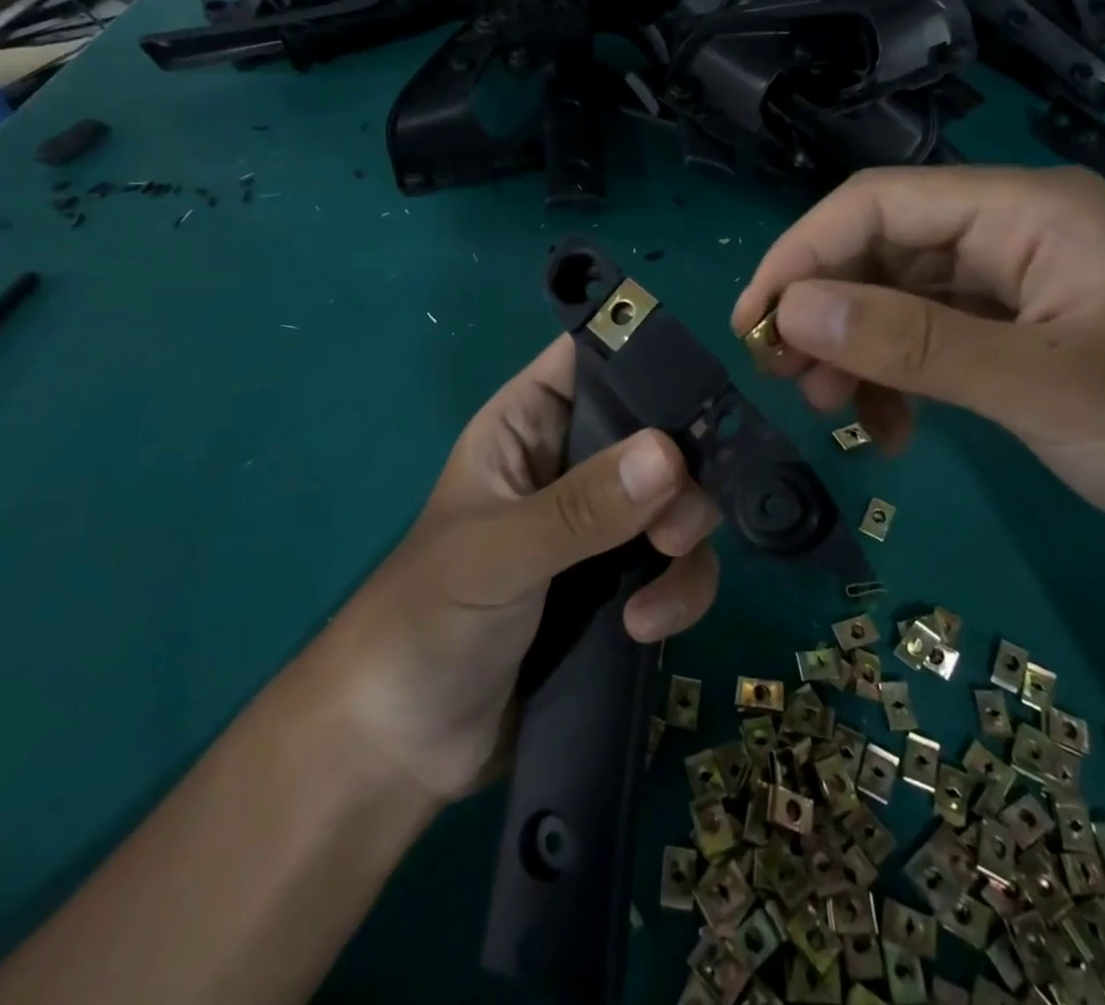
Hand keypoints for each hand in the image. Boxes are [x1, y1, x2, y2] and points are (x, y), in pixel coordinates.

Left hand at [321, 336, 720, 801]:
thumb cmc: (426, 621)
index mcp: (526, 426)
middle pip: (656, 431)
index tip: (701, 390)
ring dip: (685, 540)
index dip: (644, 358)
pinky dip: (679, 591)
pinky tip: (645, 629)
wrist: (403, 745)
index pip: (591, 359)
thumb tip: (669, 454)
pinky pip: (677, 565)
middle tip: (677, 523)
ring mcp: (600, 527)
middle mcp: (571, 464)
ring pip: (677, 500)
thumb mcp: (498, 554)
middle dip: (683, 472)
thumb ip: (580, 508)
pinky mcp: (621, 585)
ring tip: (659, 584)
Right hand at [731, 166, 1104, 588]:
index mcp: (1025, 211)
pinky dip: (902, 382)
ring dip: (857, 350)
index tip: (752, 324)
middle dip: (823, 310)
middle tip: (782, 378)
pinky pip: (938, 346)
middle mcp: (1016, 236)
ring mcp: (1024, 293)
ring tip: (832, 412)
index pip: (876, 204)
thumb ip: (913, 344)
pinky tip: (893, 432)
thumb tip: (791, 314)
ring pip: (904, 303)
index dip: (802, 256)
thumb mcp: (1046, 387)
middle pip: (883, 251)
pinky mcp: (1032, 345)